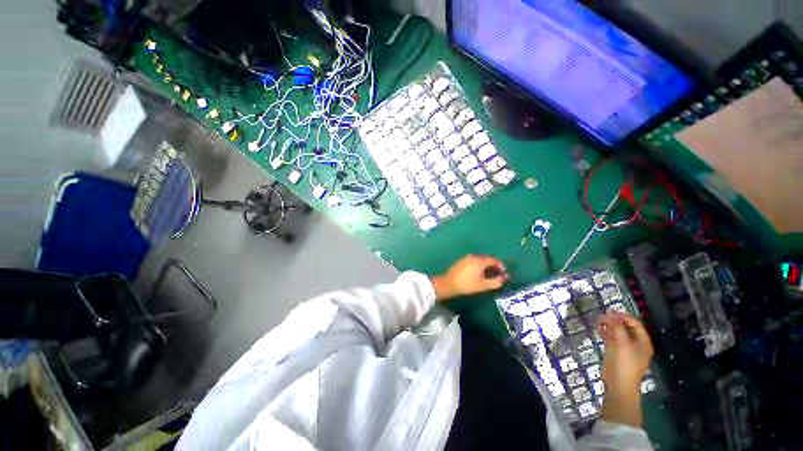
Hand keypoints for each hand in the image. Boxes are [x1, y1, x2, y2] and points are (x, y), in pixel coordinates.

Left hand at [431, 255, 508, 300]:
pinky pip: (473, 262)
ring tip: (488, 276)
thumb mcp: (483, 285)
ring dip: (486, 266)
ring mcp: (465, 258)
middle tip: (497, 275)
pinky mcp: (461, 261)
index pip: (494, 260)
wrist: (448, 284)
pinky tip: (478, 274)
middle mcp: (473, 256)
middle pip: (487, 259)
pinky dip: (478, 266)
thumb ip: (495, 282)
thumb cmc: (467, 284)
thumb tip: (503, 279)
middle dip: (493, 266)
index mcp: (479, 260)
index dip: (501, 266)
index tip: (504, 273)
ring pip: (479, 260)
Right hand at [597, 312, 653, 392]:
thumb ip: (615, 327)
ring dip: (609, 325)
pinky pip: (612, 339)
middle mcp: (636, 344)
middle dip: (615, 320)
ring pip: (618, 333)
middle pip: (627, 327)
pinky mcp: (617, 353)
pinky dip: (605, 332)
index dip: (623, 316)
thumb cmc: (623, 363)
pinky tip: (597, 328)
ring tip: (598, 319)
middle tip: (603, 314)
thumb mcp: (621, 343)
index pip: (635, 324)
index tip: (610, 311)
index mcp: (643, 342)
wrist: (618, 384)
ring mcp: (626, 349)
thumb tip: (607, 315)